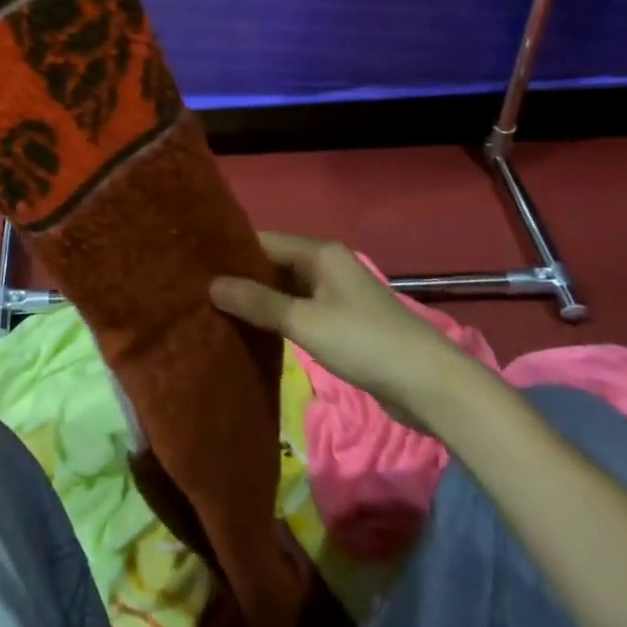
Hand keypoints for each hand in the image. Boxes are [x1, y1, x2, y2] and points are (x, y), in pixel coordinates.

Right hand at [211, 233, 471, 430]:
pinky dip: (279, 319)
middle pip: (276, 264)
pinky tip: (254, 333)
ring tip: (218, 311)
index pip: (265, 241)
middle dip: (244, 277)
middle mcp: (328, 266)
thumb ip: (259, 304)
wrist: (429, 385)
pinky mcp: (344, 324)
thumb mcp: (305, 322)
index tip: (197, 264)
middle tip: (201, 291)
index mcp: (321, 253)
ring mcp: (337, 296)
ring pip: (288, 291)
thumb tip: (212, 285)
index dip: (233, 252)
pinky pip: (301, 312)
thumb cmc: (365, 342)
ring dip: (260, 301)